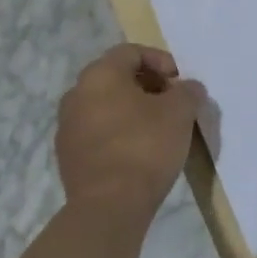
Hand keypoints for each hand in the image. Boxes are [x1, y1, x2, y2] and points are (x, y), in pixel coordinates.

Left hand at [56, 45, 205, 220]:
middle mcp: (76, 94)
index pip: (130, 52)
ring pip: (105, 106)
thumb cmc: (145, 147)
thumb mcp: (180, 113)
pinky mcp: (68, 156)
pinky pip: (98, 133)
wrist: (109, 205)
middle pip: (115, 78)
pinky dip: (119, 133)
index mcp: (100, 75)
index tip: (180, 81)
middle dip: (147, 86)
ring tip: (159, 129)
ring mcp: (68, 127)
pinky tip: (140, 152)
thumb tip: (188, 88)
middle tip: (172, 103)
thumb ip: (187, 92)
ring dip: (132, 110)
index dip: (160, 60)